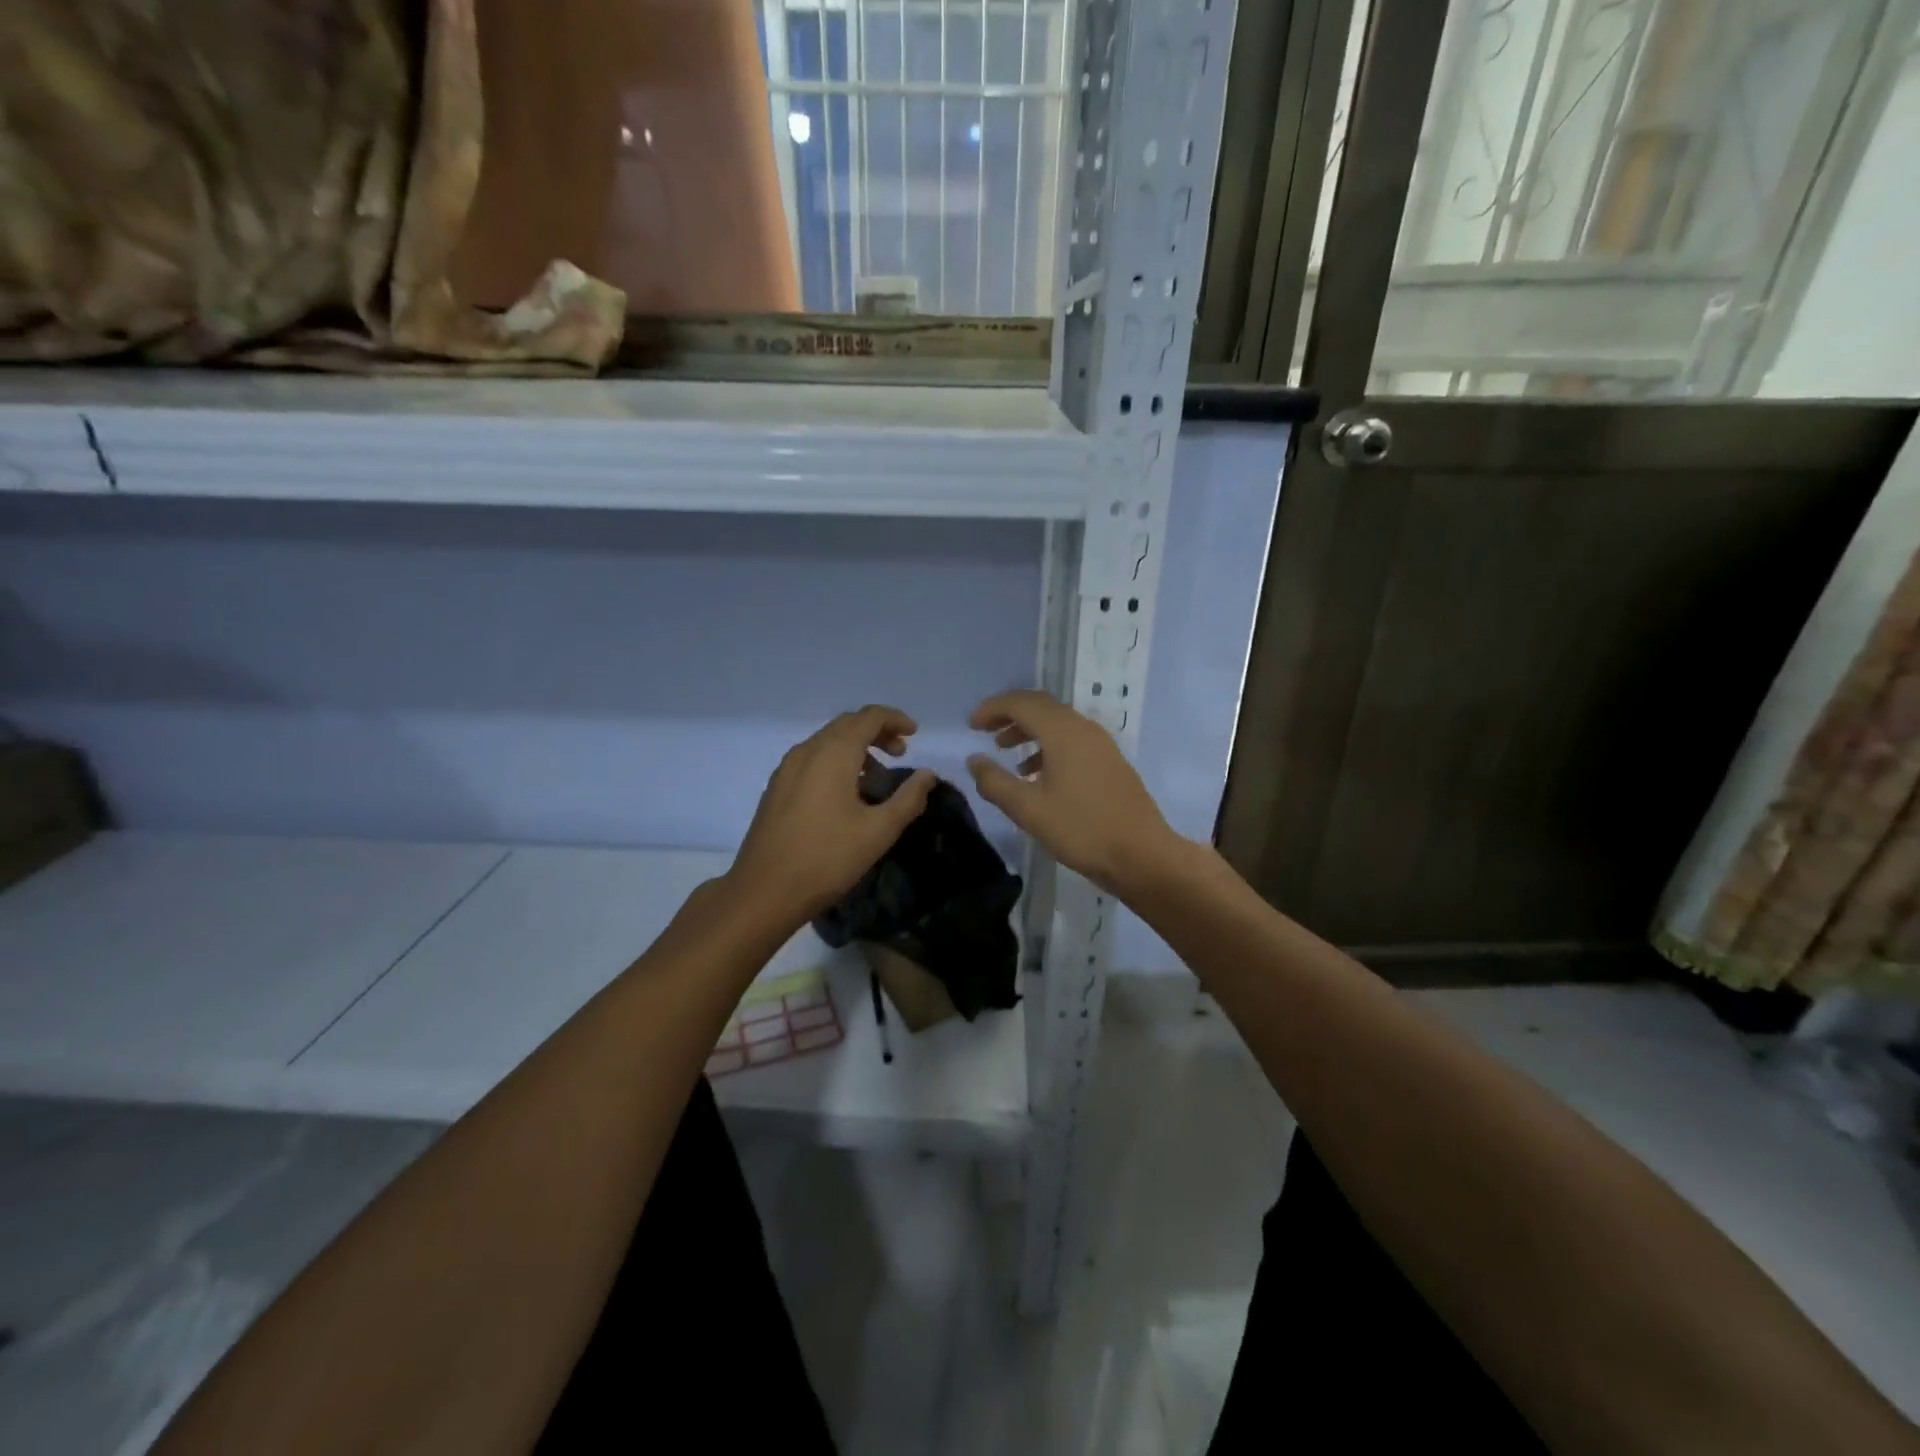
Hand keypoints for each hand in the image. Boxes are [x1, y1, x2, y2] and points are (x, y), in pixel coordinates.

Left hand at [725, 706, 936, 929]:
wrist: (764, 891)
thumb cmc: (827, 859)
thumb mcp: (878, 831)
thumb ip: (908, 798)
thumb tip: (927, 775)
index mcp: (833, 753)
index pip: (868, 717)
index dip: (894, 719)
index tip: (914, 734)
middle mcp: (807, 751)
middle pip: (846, 725)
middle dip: (876, 732)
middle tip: (900, 753)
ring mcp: (787, 768)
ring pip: (827, 741)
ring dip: (855, 748)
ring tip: (877, 776)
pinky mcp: (776, 788)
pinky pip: (812, 759)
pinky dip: (835, 761)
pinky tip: (845, 793)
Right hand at [967, 690, 1183, 897]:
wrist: (1142, 855)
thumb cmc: (1081, 829)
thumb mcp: (1028, 809)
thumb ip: (995, 782)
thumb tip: (974, 761)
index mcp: (1063, 732)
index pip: (1021, 703)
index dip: (993, 708)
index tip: (971, 724)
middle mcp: (1084, 728)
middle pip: (1041, 706)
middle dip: (1010, 714)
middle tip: (985, 731)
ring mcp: (1101, 745)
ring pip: (1058, 723)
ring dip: (1029, 730)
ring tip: (1005, 751)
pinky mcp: (1110, 762)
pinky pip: (1072, 740)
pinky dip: (1048, 746)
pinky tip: (1036, 773)